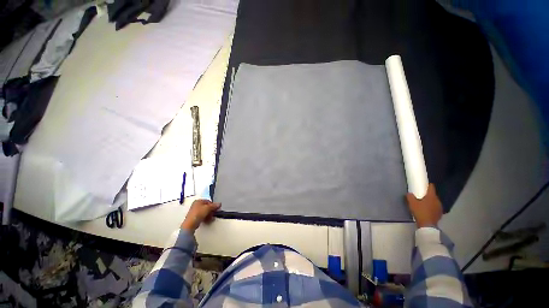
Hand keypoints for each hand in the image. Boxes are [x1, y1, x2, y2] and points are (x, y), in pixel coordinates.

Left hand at [181, 199, 220, 231]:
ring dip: (209, 215)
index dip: (213, 205)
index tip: (216, 209)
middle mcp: (196, 205)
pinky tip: (208, 220)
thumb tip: (219, 204)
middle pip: (207, 207)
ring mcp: (195, 212)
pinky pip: (202, 216)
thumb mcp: (208, 208)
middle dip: (211, 210)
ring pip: (205, 212)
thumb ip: (214, 205)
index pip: (208, 201)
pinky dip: (206, 218)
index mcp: (198, 201)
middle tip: (214, 213)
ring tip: (211, 218)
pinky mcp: (194, 218)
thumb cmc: (198, 213)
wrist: (190, 224)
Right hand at [406, 184, 442, 227]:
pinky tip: (427, 209)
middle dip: (428, 194)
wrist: (427, 225)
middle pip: (433, 195)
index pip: (431, 187)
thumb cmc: (420, 212)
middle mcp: (437, 200)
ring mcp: (439, 207)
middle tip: (421, 195)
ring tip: (423, 203)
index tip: (424, 184)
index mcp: (431, 196)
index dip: (428, 185)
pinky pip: (435, 207)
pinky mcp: (439, 213)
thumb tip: (409, 193)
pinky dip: (431, 207)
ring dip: (430, 201)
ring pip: (434, 201)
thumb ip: (410, 196)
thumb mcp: (412, 203)